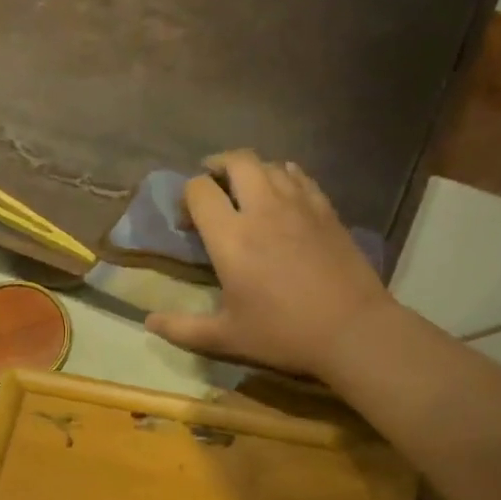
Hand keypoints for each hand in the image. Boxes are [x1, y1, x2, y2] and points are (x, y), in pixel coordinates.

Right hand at [145, 150, 393, 376]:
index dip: (188, 197)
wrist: (352, 330)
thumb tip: (148, 323)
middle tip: (212, 187)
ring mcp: (300, 204)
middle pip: (237, 161)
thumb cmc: (283, 334)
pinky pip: (300, 176)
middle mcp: (263, 208)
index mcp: (231, 237)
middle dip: (218, 167)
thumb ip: (183, 328)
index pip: (200, 190)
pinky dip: (284, 177)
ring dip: (252, 171)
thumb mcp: (226, 338)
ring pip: (271, 164)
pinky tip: (283, 198)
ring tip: (246, 192)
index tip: (187, 221)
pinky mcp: (327, 210)